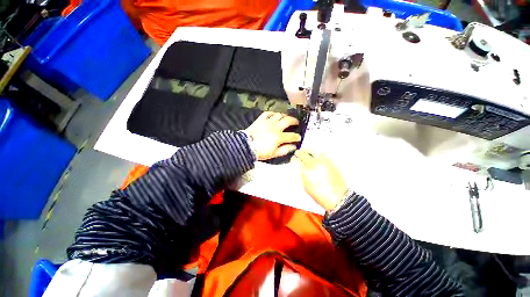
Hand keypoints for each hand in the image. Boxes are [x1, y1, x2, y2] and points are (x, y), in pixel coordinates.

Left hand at [244, 112, 300, 160]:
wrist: (246, 146)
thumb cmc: (260, 151)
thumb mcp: (274, 154)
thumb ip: (285, 150)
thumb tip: (293, 147)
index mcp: (279, 137)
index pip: (292, 136)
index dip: (297, 137)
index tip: (298, 137)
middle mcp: (275, 127)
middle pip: (288, 120)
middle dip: (294, 121)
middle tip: (296, 122)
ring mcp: (268, 122)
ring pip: (279, 115)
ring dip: (285, 115)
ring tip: (287, 117)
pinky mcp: (261, 119)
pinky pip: (268, 113)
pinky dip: (273, 113)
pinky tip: (275, 115)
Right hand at [292, 150, 347, 210]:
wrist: (338, 198)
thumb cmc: (321, 195)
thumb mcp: (306, 186)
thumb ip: (302, 175)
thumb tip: (299, 167)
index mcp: (307, 171)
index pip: (297, 161)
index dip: (294, 159)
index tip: (293, 159)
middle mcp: (315, 164)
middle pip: (304, 154)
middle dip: (299, 153)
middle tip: (297, 153)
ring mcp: (323, 162)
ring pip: (314, 150)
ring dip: (308, 150)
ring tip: (305, 152)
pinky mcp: (331, 162)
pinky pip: (322, 153)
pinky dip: (316, 152)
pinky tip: (314, 155)